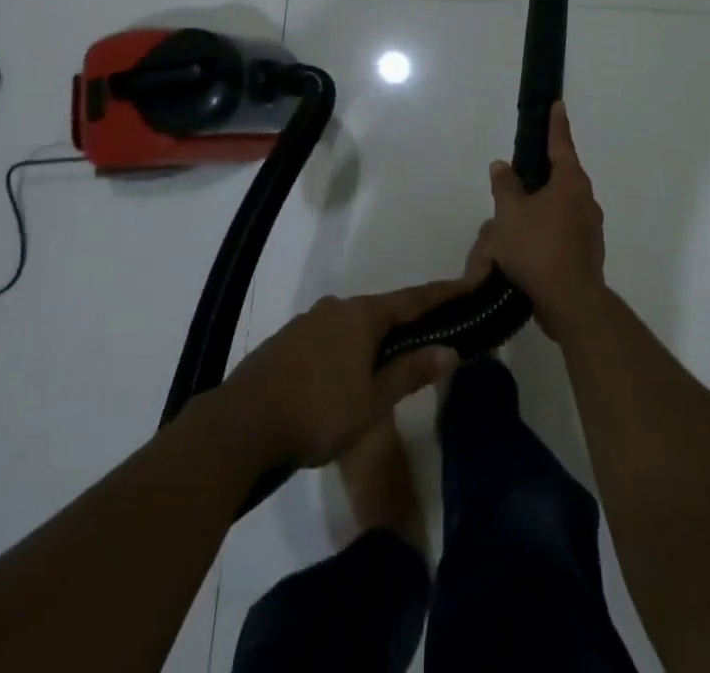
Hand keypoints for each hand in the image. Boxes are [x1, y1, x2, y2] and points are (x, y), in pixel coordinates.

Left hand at [223, 281, 462, 466]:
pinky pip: (330, 337)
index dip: (442, 295)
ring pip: (354, 324)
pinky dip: (348, 348)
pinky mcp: (288, 340)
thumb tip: (451, 350)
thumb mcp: (373, 400)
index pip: (413, 299)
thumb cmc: (318, 411)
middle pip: (383, 310)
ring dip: (375, 338)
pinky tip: (347, 374)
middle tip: (432, 335)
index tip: (467, 286)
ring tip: (391, 361)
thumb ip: (411, 372)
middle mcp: (337, 307)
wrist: (242, 423)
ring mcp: (309, 321)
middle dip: (407, 322)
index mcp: (363, 315)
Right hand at [472, 102, 608, 341]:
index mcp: (570, 183)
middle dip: (541, 174)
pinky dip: (546, 230)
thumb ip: (505, 186)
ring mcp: (590, 228)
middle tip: (520, 172)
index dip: (556, 125)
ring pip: (561, 207)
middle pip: (561, 177)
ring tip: (516, 217)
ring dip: (541, 206)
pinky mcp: (586, 253)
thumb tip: (502, 165)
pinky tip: (527, 246)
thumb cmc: (538, 248)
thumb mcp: (510, 214)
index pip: (561, 145)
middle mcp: (585, 200)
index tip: (557, 105)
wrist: (570, 302)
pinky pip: (563, 230)